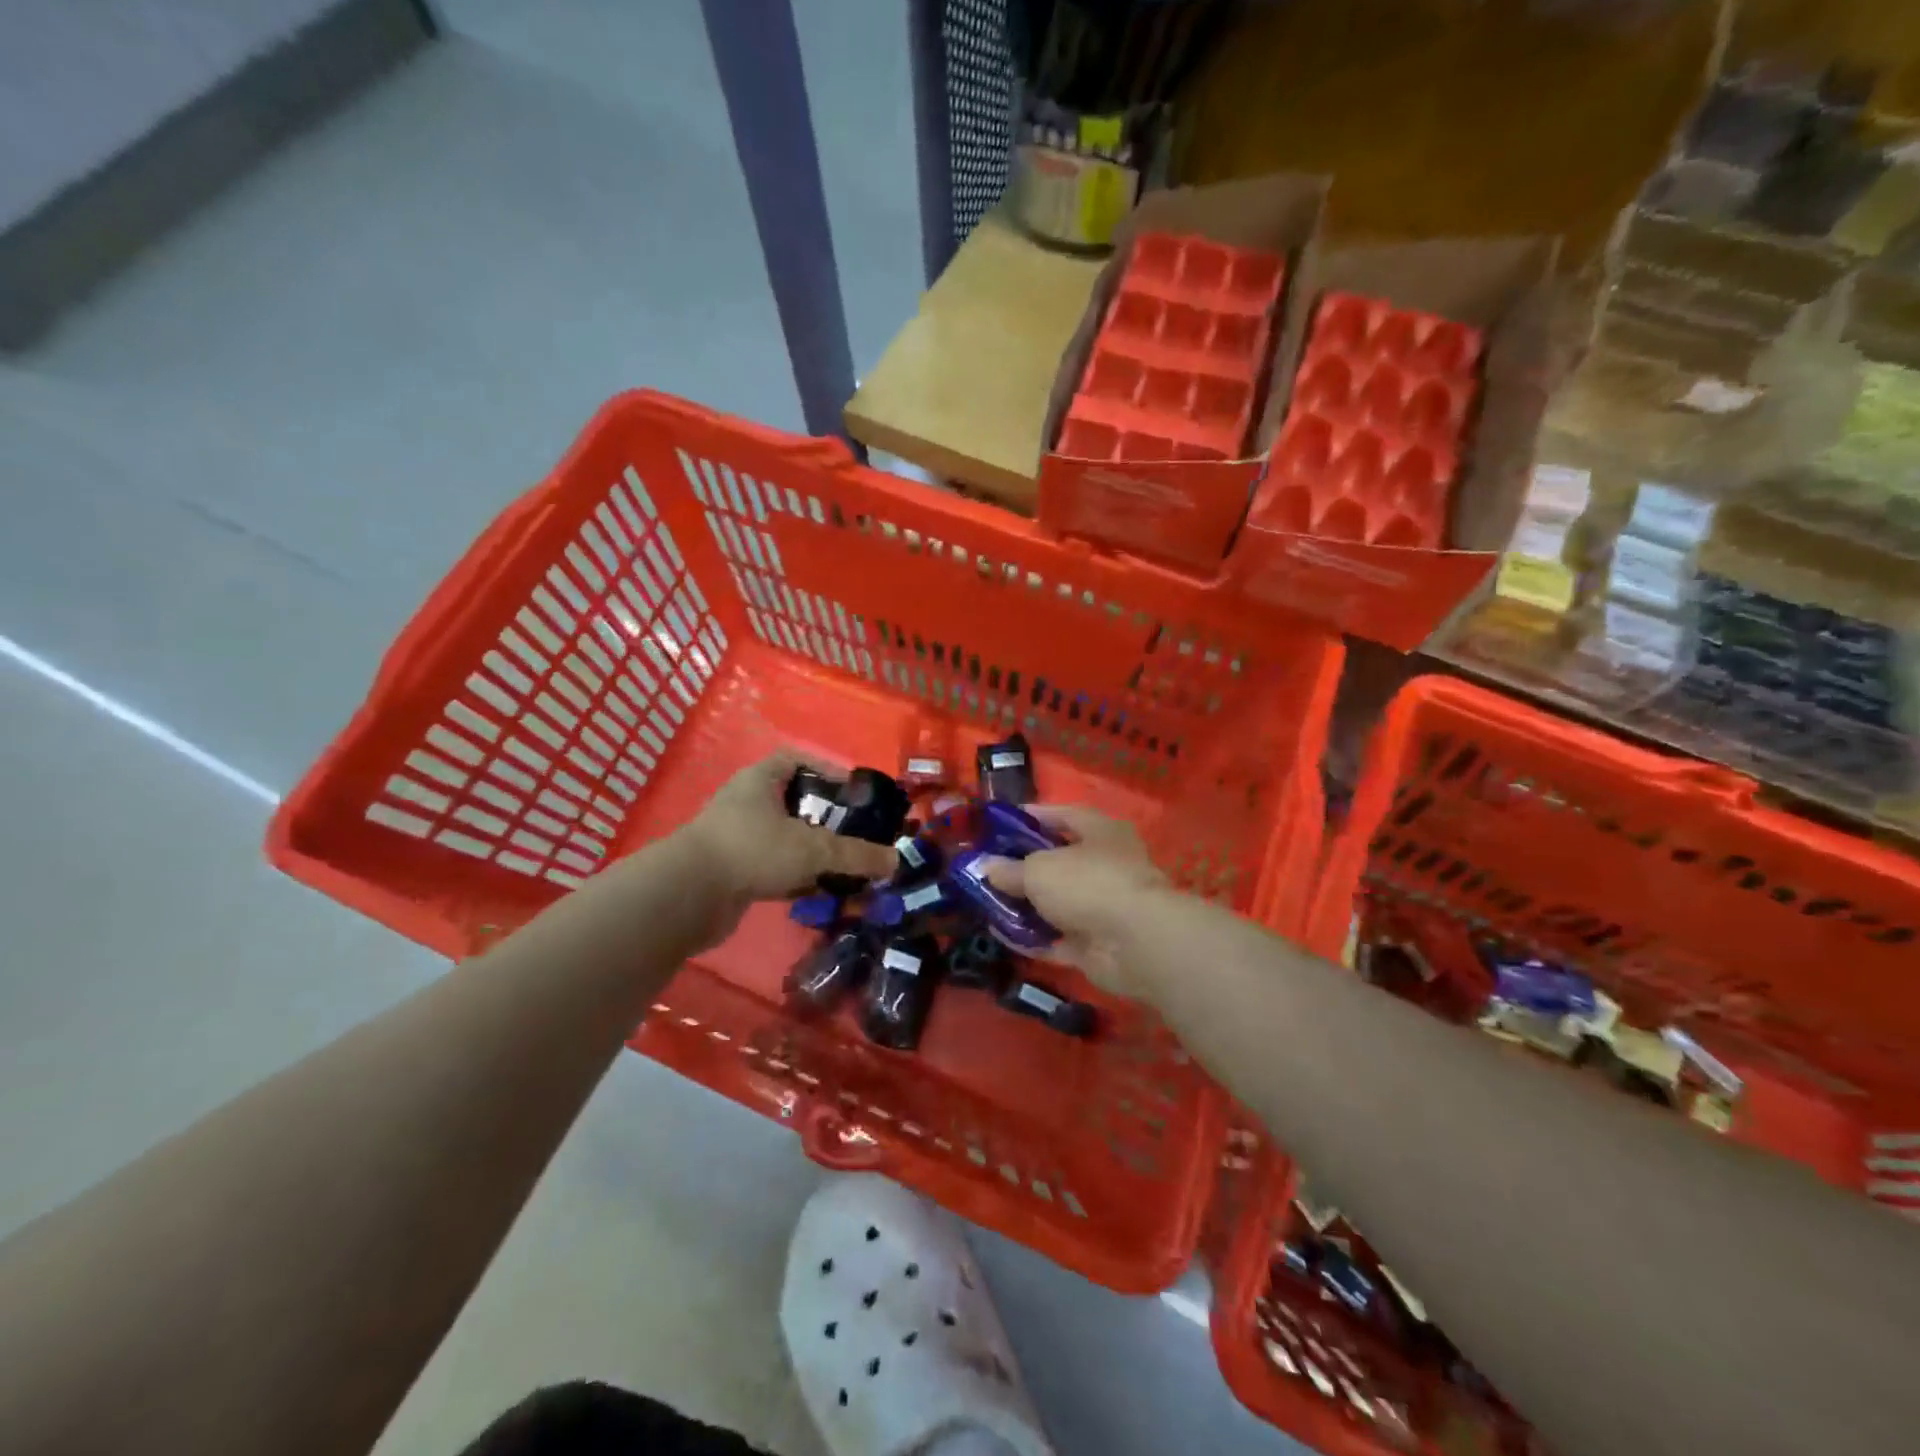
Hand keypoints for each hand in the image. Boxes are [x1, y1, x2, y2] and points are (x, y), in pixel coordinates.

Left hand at [677, 753, 897, 928]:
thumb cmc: (752, 850)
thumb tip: (895, 861)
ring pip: (786, 839)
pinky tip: (819, 891)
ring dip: (813, 852)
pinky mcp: (734, 873)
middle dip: (826, 818)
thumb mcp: (812, 848)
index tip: (852, 791)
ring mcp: (738, 839)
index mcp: (761, 780)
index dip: (825, 769)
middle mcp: (747, 804)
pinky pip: (774, 868)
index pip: (795, 760)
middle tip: (856, 832)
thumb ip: (855, 855)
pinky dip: (797, 877)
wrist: (687, 896)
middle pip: (794, 803)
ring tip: (845, 865)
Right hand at [981, 805, 1168, 998]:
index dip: (1032, 817)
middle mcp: (1106, 865)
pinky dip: (1033, 938)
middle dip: (1023, 866)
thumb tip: (987, 867)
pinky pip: (1058, 938)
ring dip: (1026, 905)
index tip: (1000, 823)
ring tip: (986, 903)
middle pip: (1059, 862)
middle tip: (987, 868)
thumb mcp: (1039, 869)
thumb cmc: (1088, 883)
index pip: (1063, 815)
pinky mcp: (1098, 944)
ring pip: (1058, 903)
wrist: (1135, 943)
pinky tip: (1001, 935)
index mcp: (1101, 832)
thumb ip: (1010, 869)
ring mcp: (1104, 907)